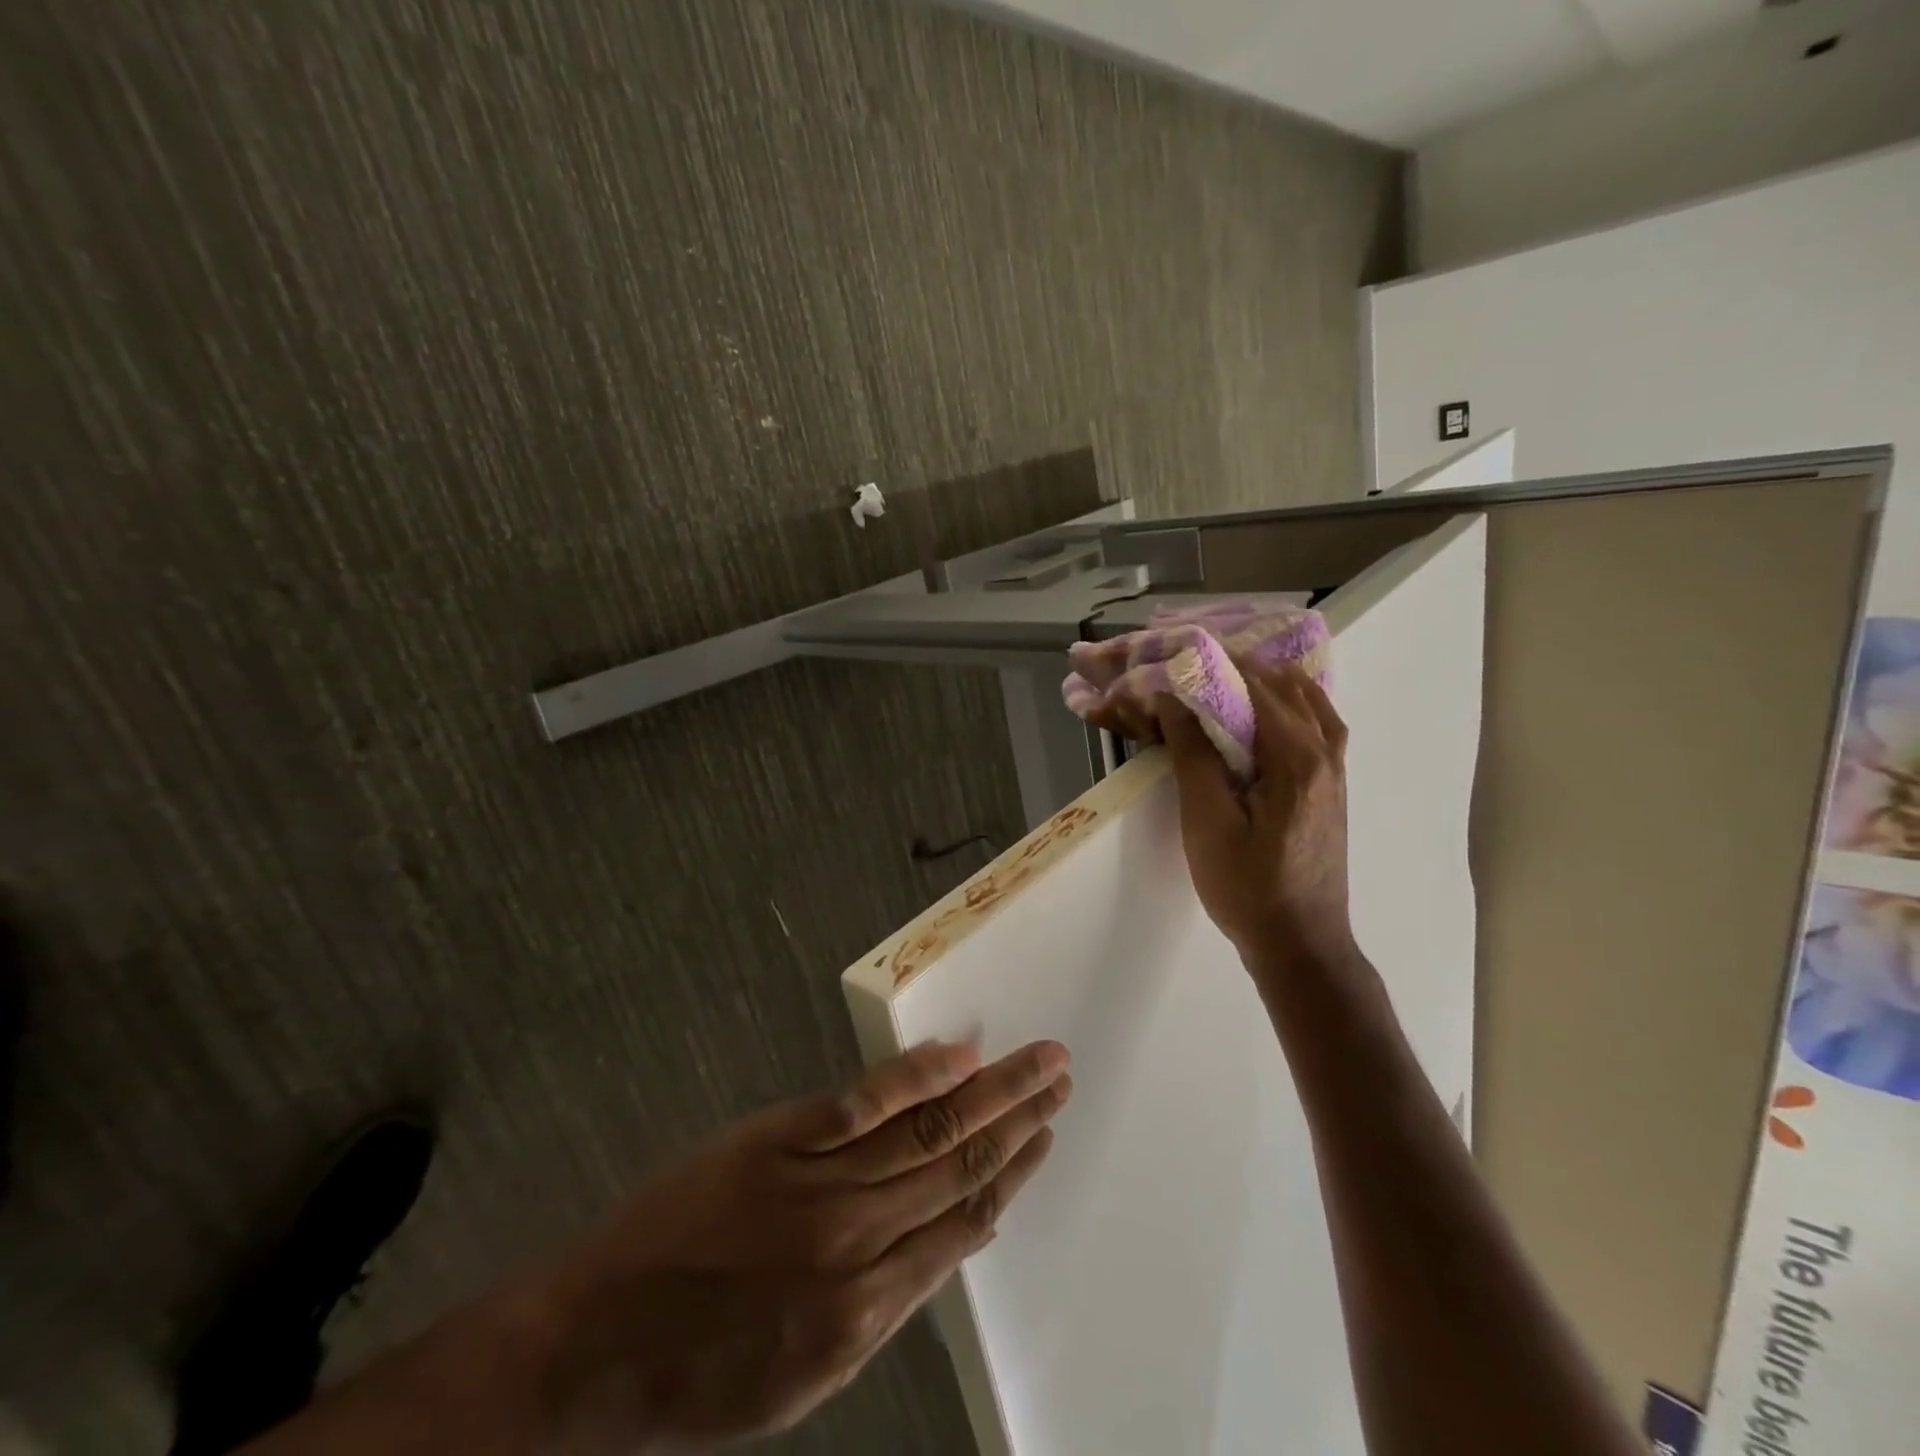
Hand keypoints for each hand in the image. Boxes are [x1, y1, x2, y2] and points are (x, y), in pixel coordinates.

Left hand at [535, 1040, 1070, 1448]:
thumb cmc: (702, 1372)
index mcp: (869, 1312)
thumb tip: (945, 1241)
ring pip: (928, 1130)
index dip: (1012, 1176)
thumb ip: (882, 1306)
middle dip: (1019, 1119)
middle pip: (960, 1167)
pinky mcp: (781, 1139)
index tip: (1045, 1136)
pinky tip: (957, 1055)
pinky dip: (916, 1076)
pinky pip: (863, 1103)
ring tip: (1034, 1062)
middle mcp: (861, 1242)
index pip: (964, 1226)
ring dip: (990, 1092)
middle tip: (1060, 1077)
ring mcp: (821, 1184)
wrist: (594, 1343)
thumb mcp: (804, 1373)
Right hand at [1158, 661, 1353, 966]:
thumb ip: (1193, 756)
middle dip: (1230, 662)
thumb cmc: (1247, 887)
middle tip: (1182, 657)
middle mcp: (1325, 751)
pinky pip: (1312, 718)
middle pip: (1281, 683)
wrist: (1300, 943)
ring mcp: (1334, 767)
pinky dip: (1284, 697)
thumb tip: (1172, 699)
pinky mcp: (1330, 782)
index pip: (1252, 685)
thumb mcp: (1208, 823)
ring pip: (1303, 696)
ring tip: (1215, 669)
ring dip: (1260, 675)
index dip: (1207, 662)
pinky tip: (1259, 702)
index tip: (1167, 651)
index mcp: (1297, 758)